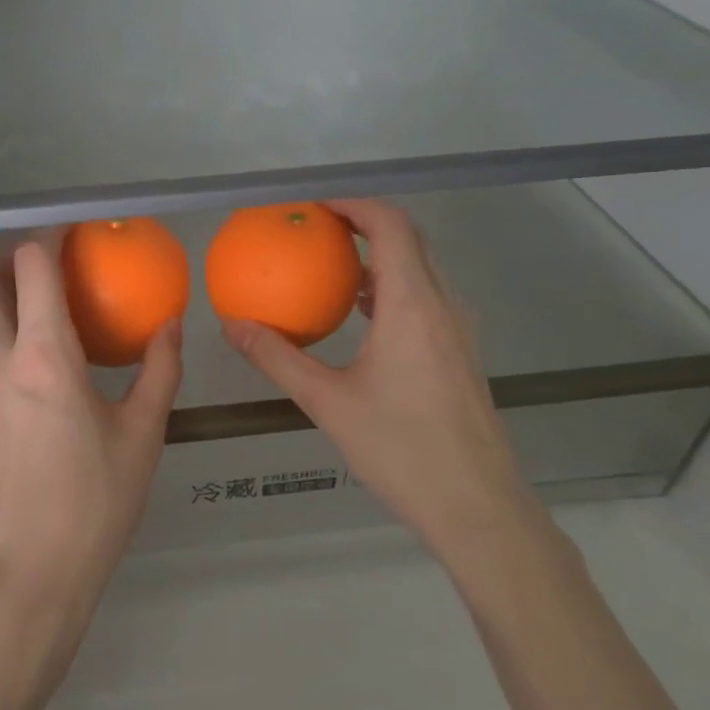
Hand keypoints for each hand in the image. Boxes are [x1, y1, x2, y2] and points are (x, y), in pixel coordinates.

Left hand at [0, 235, 181, 668]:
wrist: (26, 579)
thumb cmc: (94, 504)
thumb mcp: (142, 435)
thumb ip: (159, 371)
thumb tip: (171, 325)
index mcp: (43, 357)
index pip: (30, 267)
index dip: (48, 237)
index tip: (75, 230)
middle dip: (13, 257)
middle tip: (54, 260)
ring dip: (11, 301)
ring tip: (59, 314)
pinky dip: (12, 343)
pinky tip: (50, 374)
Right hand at [221, 199, 533, 556]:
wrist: (477, 507)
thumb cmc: (401, 450)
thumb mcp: (328, 402)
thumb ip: (278, 358)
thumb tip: (231, 325)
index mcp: (412, 305)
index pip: (390, 226)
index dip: (354, 203)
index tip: (314, 205)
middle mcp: (442, 305)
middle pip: (409, 239)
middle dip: (364, 222)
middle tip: (317, 227)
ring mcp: (458, 329)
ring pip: (422, 269)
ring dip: (381, 255)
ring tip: (334, 264)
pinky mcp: (460, 353)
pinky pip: (426, 298)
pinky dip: (394, 287)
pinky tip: (363, 317)